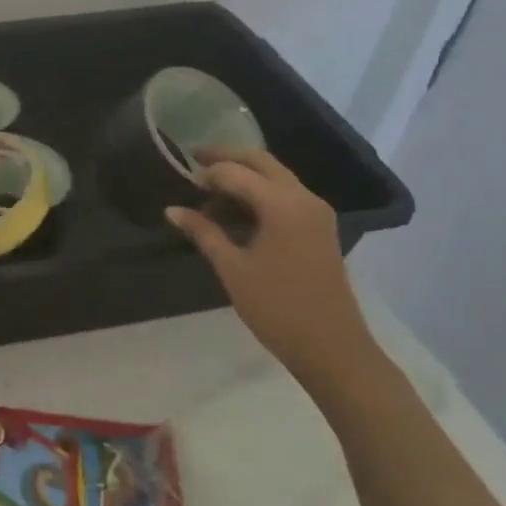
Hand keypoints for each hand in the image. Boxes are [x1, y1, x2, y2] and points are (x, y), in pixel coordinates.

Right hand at [165, 149, 375, 390]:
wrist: (332, 348)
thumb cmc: (277, 308)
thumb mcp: (232, 269)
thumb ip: (203, 232)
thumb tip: (172, 210)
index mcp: (282, 205)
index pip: (236, 172)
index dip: (207, 173)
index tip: (182, 180)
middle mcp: (304, 198)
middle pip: (261, 162)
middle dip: (227, 158)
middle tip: (195, 161)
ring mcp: (316, 212)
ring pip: (275, 177)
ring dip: (244, 177)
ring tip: (209, 194)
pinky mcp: (319, 228)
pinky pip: (285, 196)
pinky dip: (259, 194)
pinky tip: (235, 213)